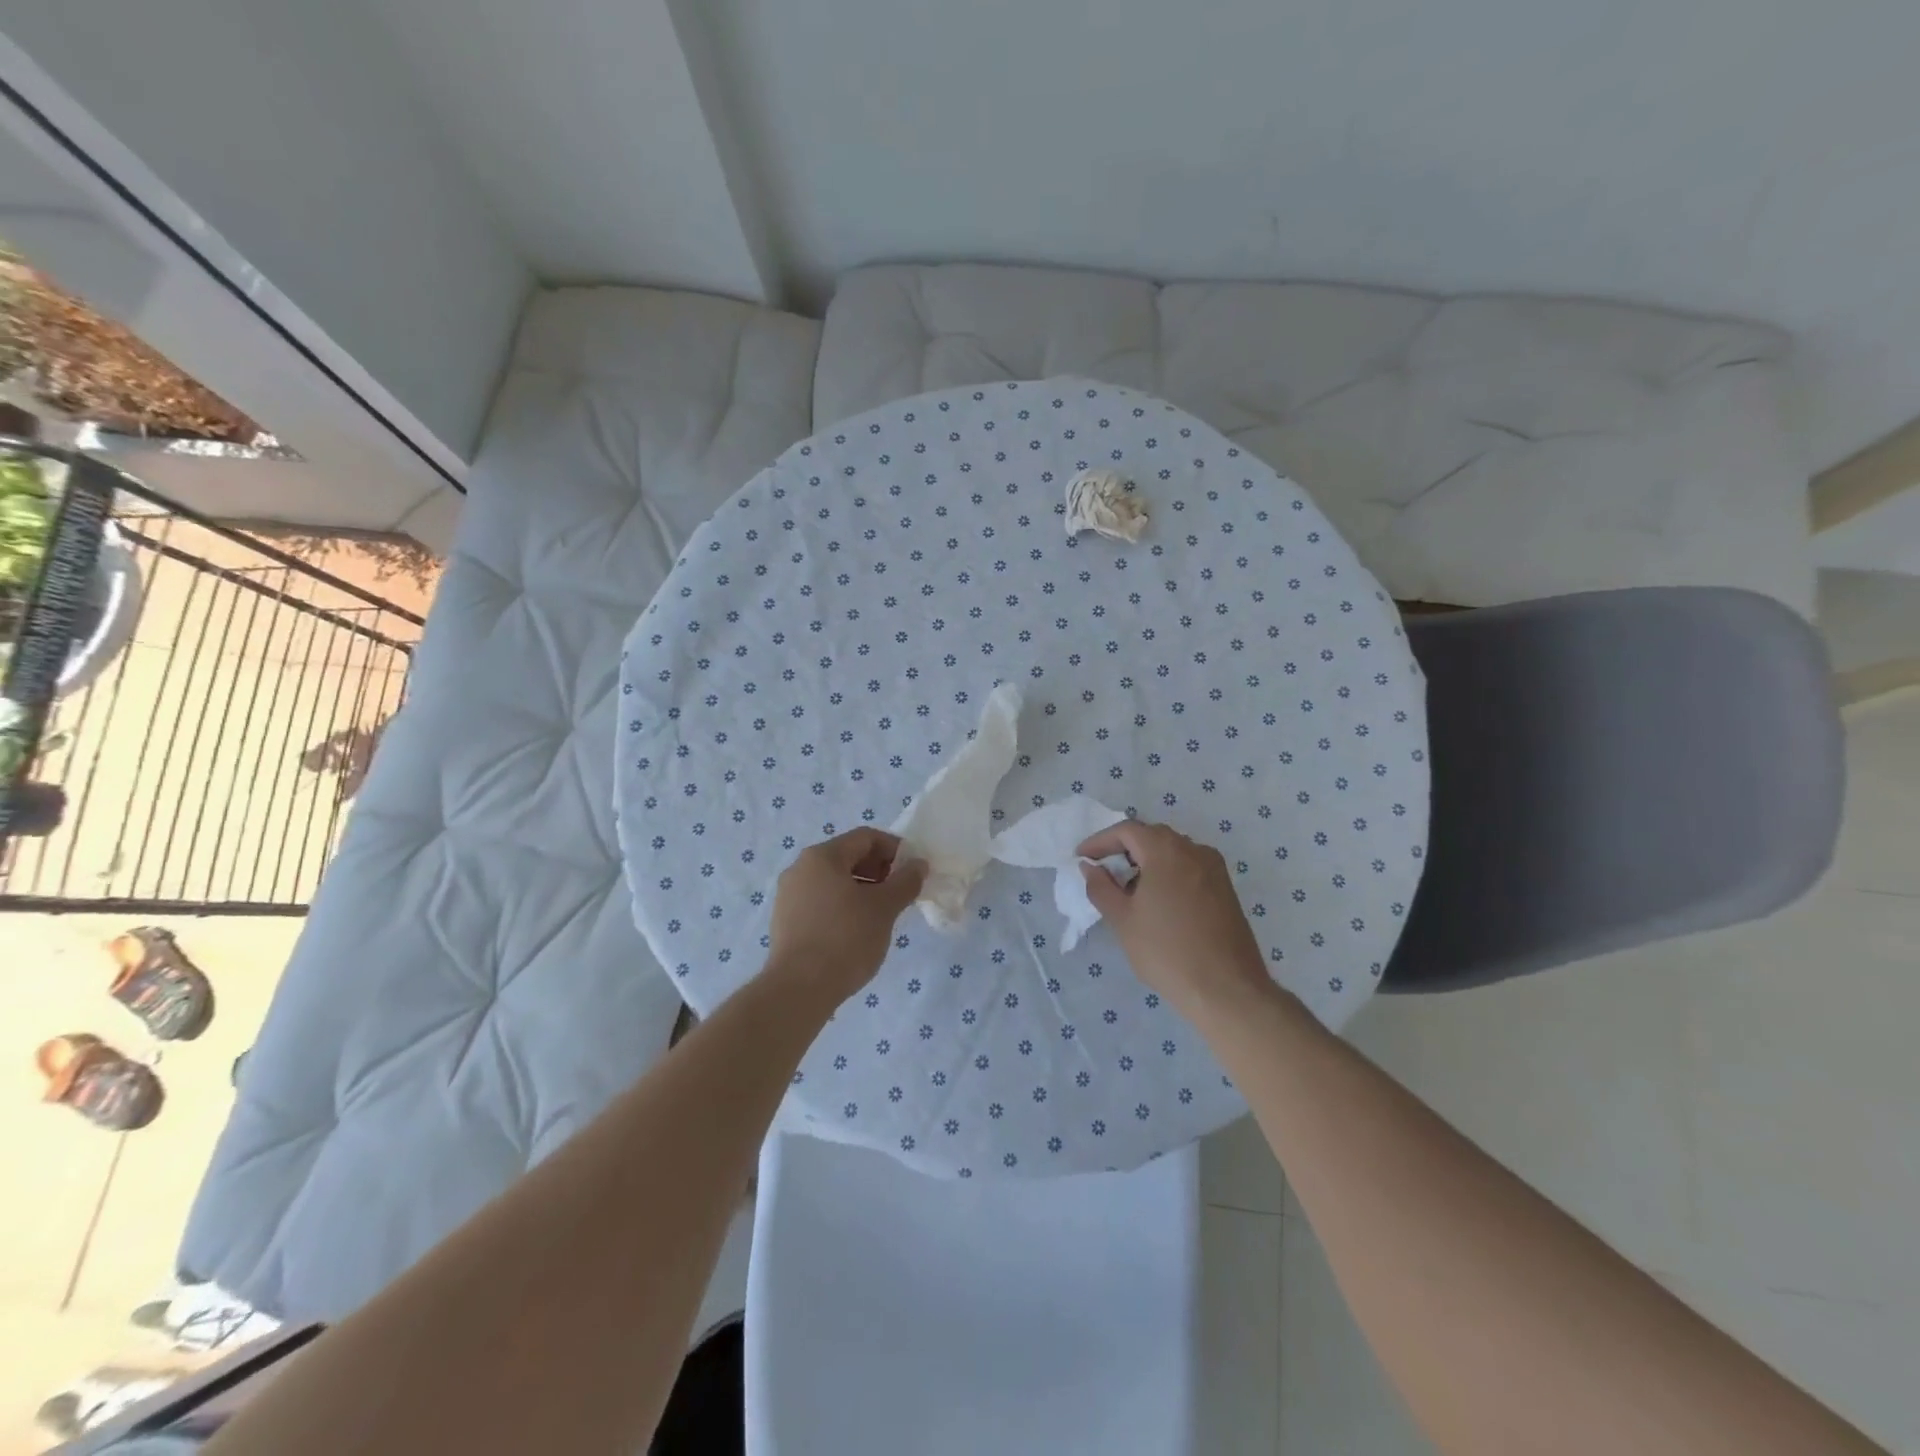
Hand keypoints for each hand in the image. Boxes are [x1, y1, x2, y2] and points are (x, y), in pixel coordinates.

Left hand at [766, 828, 927, 1006]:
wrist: (798, 990)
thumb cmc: (845, 939)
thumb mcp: (884, 908)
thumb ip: (905, 882)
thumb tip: (918, 865)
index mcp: (822, 856)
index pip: (865, 838)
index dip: (894, 849)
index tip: (913, 870)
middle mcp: (800, 868)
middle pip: (847, 857)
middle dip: (879, 870)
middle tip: (901, 893)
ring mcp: (788, 896)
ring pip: (833, 881)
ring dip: (862, 889)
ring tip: (882, 914)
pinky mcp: (785, 921)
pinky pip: (820, 901)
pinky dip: (843, 906)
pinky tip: (857, 931)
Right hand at [1078, 820, 1274, 1015]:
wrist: (1226, 989)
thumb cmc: (1166, 951)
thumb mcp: (1122, 920)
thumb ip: (1101, 887)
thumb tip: (1090, 867)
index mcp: (1166, 850)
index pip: (1127, 830)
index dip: (1100, 841)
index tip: (1081, 858)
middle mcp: (1194, 850)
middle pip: (1152, 836)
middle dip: (1123, 849)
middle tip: (1102, 872)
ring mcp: (1215, 869)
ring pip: (1173, 851)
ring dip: (1146, 861)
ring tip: (1128, 890)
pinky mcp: (1226, 889)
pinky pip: (1189, 867)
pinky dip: (1167, 873)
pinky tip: (1158, 901)